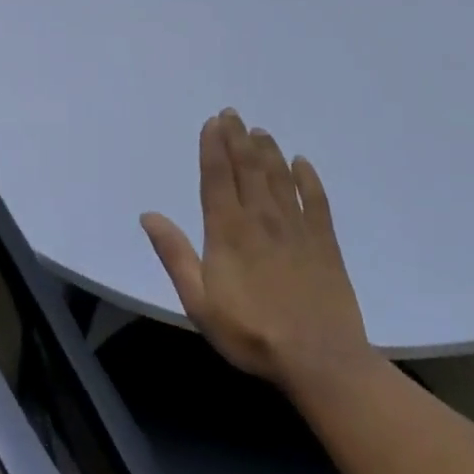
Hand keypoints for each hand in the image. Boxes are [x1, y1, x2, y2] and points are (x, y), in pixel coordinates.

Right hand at [141, 111, 375, 392]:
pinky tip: (302, 162)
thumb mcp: (198, 301)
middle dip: (237, 138)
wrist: (320, 360)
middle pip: (248, 168)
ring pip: (279, 177)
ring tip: (259, 131)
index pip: (218, 177)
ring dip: (268, 150)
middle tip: (232, 113)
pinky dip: (308, 178)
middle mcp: (261, 219)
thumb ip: (175, 254)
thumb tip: (148, 215)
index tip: (212, 122)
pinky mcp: (324, 242)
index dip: (213, 147)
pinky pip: (315, 200)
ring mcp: (296, 228)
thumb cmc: (250, 333)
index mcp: (228, 231)